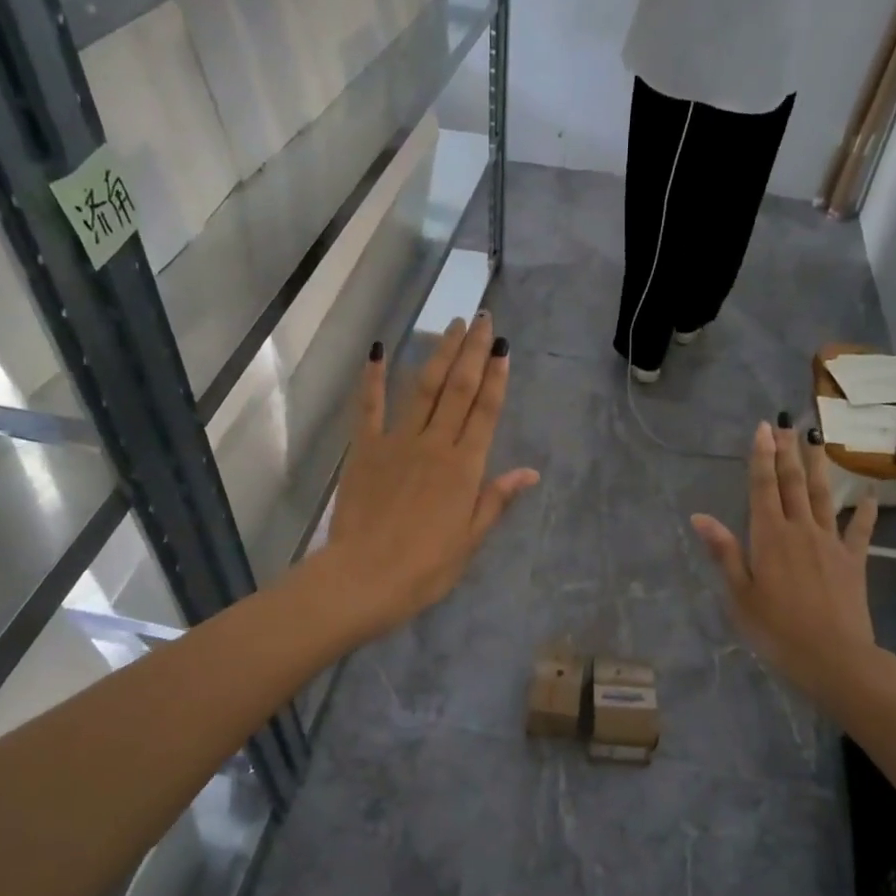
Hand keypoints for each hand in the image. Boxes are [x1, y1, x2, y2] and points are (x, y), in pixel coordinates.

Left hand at [313, 315, 539, 642]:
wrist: (365, 577)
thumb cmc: (425, 567)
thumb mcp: (470, 538)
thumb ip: (496, 499)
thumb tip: (530, 472)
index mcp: (464, 467)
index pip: (485, 411)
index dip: (496, 377)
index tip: (503, 347)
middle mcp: (435, 444)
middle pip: (458, 389)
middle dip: (472, 351)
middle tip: (482, 319)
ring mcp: (397, 442)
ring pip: (422, 388)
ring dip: (438, 354)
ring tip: (451, 325)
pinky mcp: (365, 449)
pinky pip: (369, 407)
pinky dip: (373, 378)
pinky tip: (378, 351)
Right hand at [691, 421, 895, 709]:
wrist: (834, 657)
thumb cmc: (776, 630)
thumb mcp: (739, 595)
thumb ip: (724, 552)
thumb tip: (700, 517)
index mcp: (769, 537)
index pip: (763, 487)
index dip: (761, 456)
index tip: (764, 428)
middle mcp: (800, 530)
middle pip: (793, 483)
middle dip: (788, 452)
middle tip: (787, 424)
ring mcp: (830, 543)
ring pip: (823, 497)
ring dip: (818, 467)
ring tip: (816, 441)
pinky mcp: (853, 561)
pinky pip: (859, 531)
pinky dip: (864, 512)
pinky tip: (868, 496)